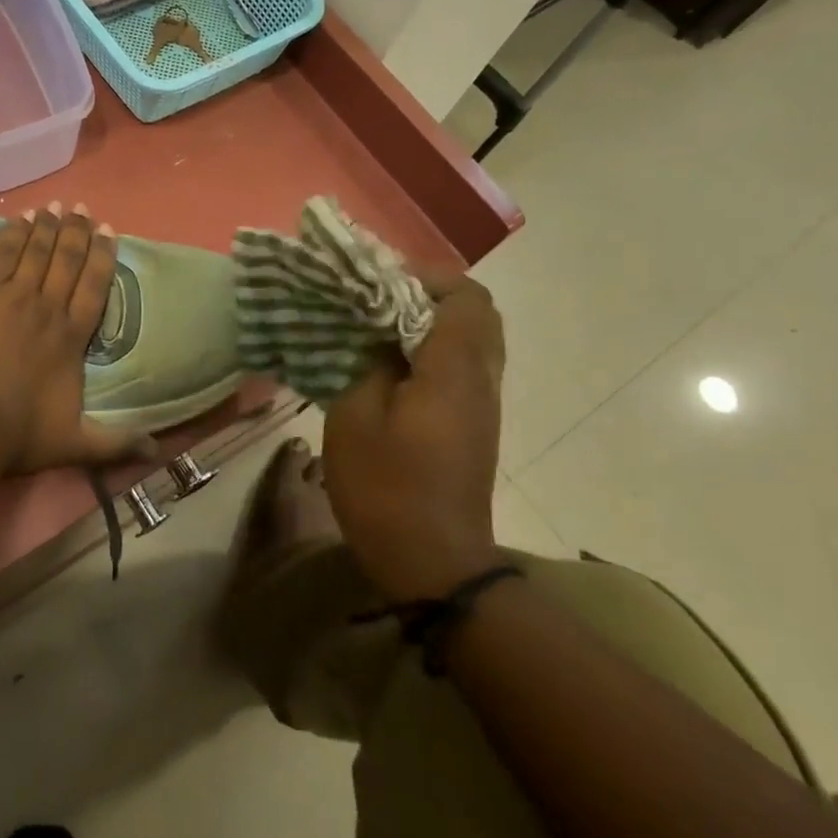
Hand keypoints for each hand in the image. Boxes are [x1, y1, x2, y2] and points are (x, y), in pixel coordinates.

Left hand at [0, 203, 144, 473]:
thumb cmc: (17, 434)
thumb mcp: (74, 445)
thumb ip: (115, 444)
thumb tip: (158, 452)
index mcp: (71, 338)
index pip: (93, 287)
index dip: (102, 257)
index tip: (109, 231)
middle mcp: (47, 308)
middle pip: (67, 261)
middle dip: (77, 233)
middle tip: (83, 209)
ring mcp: (11, 295)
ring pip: (35, 251)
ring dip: (47, 227)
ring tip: (56, 206)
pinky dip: (12, 233)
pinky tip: (20, 218)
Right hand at [321, 269, 505, 600]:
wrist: (431, 561)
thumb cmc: (386, 486)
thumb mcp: (355, 415)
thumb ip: (370, 362)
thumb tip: (380, 336)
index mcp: (454, 370)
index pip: (465, 297)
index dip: (426, 277)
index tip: (378, 281)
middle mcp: (481, 379)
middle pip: (476, 313)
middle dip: (428, 295)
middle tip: (378, 300)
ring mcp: (482, 404)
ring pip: (471, 340)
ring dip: (429, 323)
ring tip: (378, 328)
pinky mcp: (473, 425)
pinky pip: (462, 366)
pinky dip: (431, 350)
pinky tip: (390, 366)